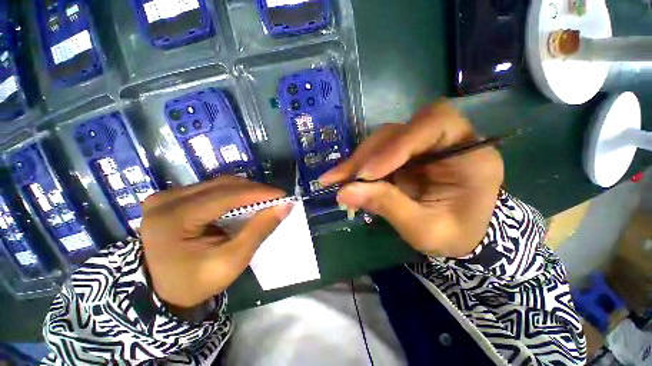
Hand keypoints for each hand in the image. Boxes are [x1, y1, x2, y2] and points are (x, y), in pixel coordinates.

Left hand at [140, 176, 290, 307]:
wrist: (161, 292)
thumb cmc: (196, 282)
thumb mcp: (232, 261)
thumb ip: (259, 230)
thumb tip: (284, 206)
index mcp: (173, 219)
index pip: (225, 196)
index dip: (258, 193)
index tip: (283, 195)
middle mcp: (166, 200)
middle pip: (222, 185)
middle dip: (254, 190)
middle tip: (276, 199)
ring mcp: (166, 196)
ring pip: (218, 184)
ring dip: (245, 190)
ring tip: (264, 199)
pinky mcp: (171, 198)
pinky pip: (210, 188)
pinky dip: (233, 193)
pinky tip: (245, 200)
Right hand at [320, 101, 503, 257]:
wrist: (460, 235)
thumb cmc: (454, 235)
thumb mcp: (423, 229)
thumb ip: (387, 206)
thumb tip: (344, 192)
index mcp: (470, 155)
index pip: (435, 124)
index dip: (396, 144)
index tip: (367, 174)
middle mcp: (446, 141)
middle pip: (400, 131)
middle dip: (367, 155)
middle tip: (342, 179)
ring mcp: (422, 146)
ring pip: (383, 139)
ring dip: (358, 160)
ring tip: (337, 180)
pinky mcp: (405, 154)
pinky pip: (378, 152)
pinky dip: (358, 165)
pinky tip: (345, 179)